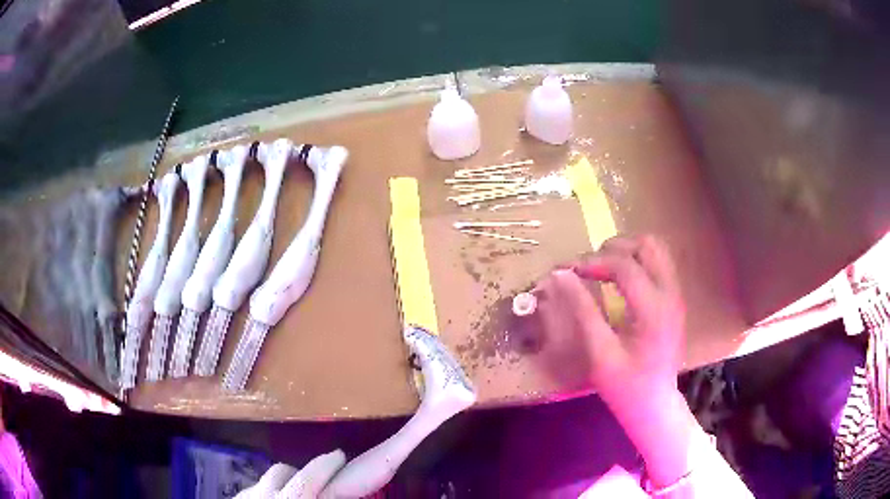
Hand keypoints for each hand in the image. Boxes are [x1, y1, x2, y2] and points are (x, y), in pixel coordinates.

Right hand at [534, 234, 684, 412]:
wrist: (656, 405)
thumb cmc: (626, 386)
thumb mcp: (600, 353)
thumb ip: (583, 310)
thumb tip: (560, 275)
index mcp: (654, 309)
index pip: (625, 266)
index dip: (593, 261)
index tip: (567, 270)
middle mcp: (671, 294)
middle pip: (648, 245)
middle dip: (614, 247)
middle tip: (589, 265)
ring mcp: (676, 294)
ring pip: (657, 249)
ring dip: (628, 250)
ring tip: (603, 267)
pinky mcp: (675, 299)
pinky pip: (659, 263)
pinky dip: (638, 261)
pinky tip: (620, 279)